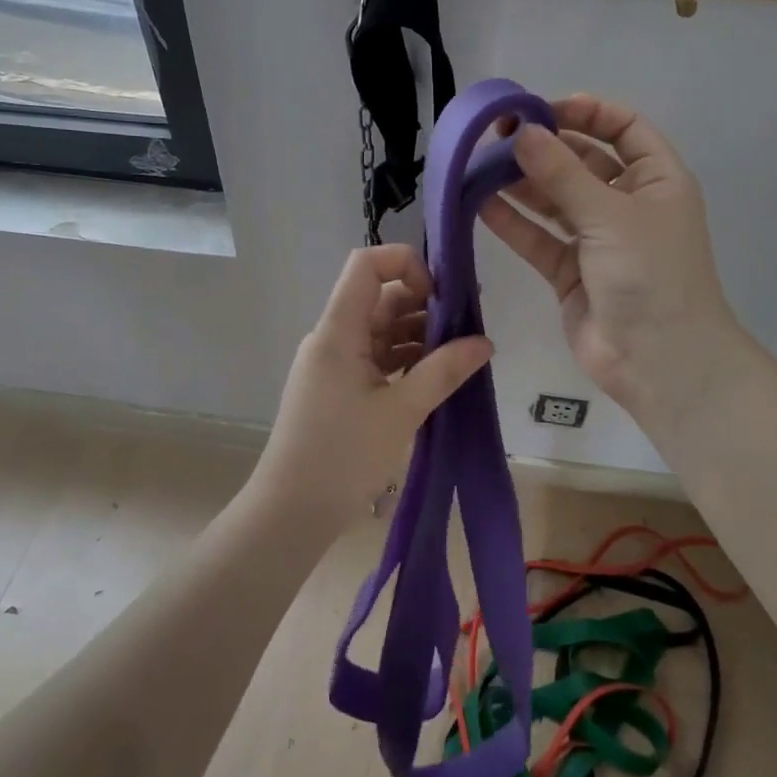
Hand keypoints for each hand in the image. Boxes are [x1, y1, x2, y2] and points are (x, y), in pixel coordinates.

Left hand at [251, 245, 492, 530]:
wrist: (291, 512)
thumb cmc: (342, 455)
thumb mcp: (401, 411)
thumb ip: (444, 371)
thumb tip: (485, 342)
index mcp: (338, 330)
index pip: (366, 265)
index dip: (405, 264)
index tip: (441, 295)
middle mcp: (333, 338)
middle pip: (379, 298)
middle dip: (425, 304)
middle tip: (469, 322)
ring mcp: (335, 364)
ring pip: (381, 330)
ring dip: (419, 335)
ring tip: (461, 353)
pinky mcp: (339, 388)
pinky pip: (376, 358)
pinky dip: (406, 360)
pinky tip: (437, 376)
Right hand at [481, 94, 741, 416]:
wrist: (659, 361)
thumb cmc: (651, 275)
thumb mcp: (611, 216)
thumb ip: (563, 174)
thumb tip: (523, 133)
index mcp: (657, 180)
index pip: (624, 129)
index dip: (587, 112)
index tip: (542, 109)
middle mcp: (628, 204)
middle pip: (583, 162)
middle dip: (544, 147)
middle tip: (497, 135)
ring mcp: (597, 240)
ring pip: (555, 200)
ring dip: (521, 183)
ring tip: (479, 165)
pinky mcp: (570, 272)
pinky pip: (539, 238)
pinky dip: (513, 222)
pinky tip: (480, 203)